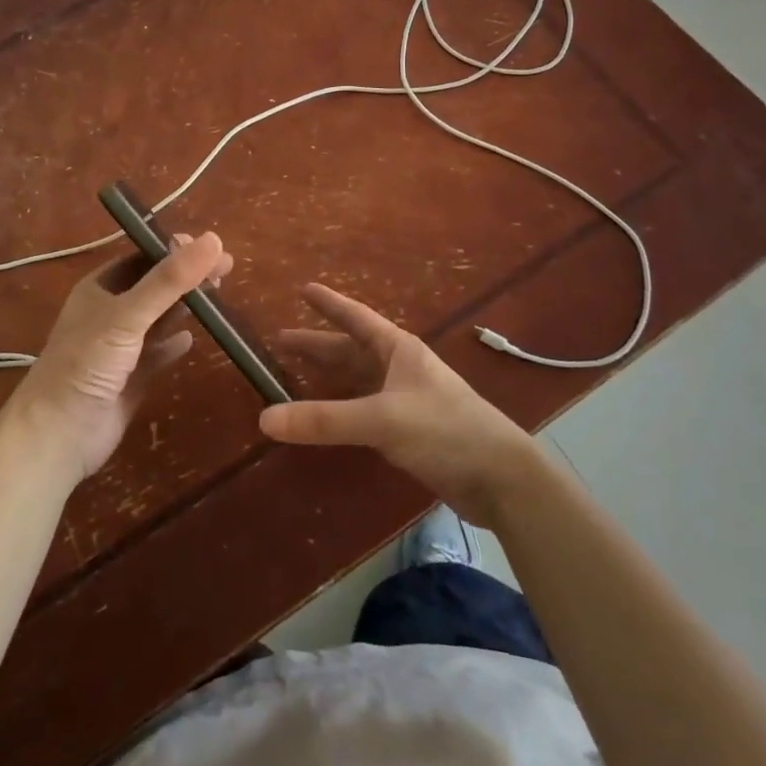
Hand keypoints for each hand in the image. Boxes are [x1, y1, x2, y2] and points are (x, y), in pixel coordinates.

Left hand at [3, 232, 231, 480]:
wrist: (57, 435)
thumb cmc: (86, 364)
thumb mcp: (128, 314)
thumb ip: (169, 280)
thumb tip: (214, 239)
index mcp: (99, 288)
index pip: (142, 257)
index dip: (175, 249)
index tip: (210, 246)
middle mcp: (109, 313)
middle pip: (155, 286)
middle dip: (187, 276)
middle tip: (225, 269)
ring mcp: (119, 347)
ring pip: (158, 318)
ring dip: (184, 306)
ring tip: (218, 295)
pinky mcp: (130, 378)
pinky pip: (157, 353)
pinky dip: (174, 344)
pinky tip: (193, 340)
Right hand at [259, 283, 542, 525]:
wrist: (501, 477)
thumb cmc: (445, 430)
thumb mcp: (382, 419)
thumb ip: (325, 420)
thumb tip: (264, 418)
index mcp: (397, 350)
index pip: (356, 318)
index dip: (329, 303)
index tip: (303, 288)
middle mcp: (400, 368)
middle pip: (351, 350)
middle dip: (317, 346)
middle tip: (280, 342)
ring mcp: (405, 400)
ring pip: (358, 381)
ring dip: (328, 378)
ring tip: (295, 376)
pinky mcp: (409, 431)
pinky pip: (364, 411)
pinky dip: (341, 410)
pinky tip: (327, 417)